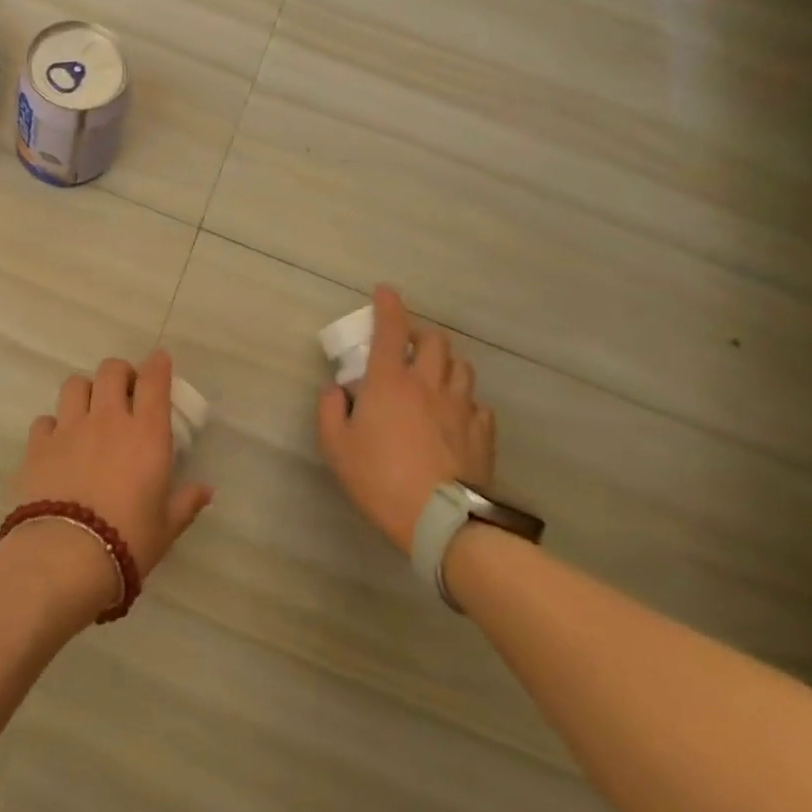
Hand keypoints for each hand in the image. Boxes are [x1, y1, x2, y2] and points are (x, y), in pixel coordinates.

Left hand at [13, 350, 214, 610]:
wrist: (66, 555)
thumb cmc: (128, 540)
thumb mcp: (166, 526)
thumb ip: (186, 502)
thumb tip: (206, 490)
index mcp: (146, 433)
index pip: (154, 380)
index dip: (157, 364)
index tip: (159, 360)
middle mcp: (108, 419)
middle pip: (111, 370)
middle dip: (120, 373)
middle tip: (124, 391)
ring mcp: (69, 428)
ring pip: (75, 384)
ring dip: (85, 390)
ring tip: (89, 409)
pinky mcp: (38, 444)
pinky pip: (44, 419)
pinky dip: (53, 425)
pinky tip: (57, 442)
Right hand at [316, 286, 495, 553]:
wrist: (440, 520)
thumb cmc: (379, 478)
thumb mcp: (335, 446)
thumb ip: (329, 410)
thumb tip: (336, 390)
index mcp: (390, 381)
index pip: (391, 329)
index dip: (387, 305)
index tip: (384, 291)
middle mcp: (429, 384)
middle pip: (435, 341)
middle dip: (421, 334)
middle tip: (407, 346)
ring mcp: (461, 407)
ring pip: (461, 367)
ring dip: (445, 363)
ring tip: (434, 376)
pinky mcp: (483, 432)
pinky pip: (477, 404)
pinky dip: (464, 401)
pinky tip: (455, 416)